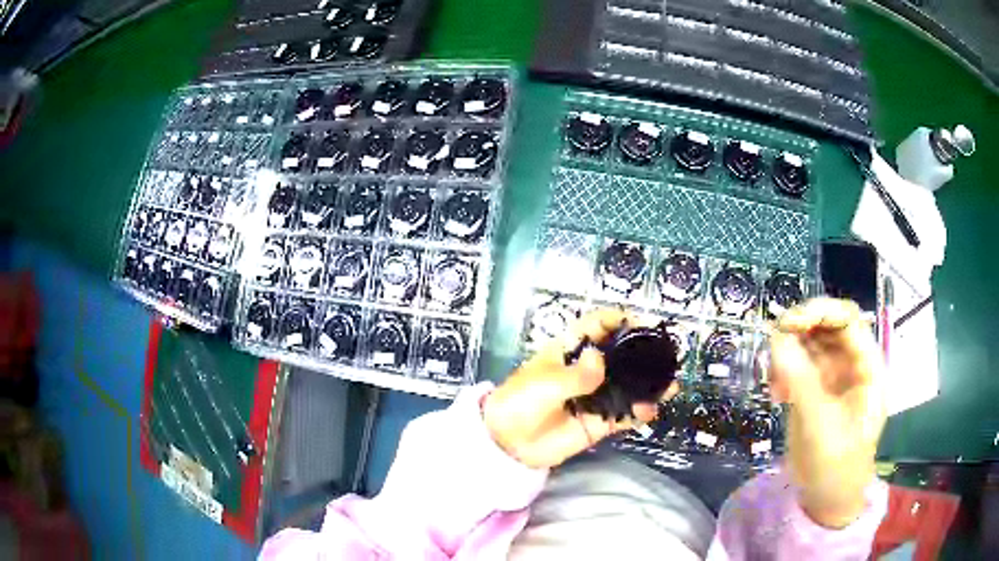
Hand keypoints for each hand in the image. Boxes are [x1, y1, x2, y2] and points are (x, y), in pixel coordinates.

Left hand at [483, 308, 678, 468]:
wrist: (508, 443)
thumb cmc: (520, 403)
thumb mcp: (545, 383)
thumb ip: (576, 374)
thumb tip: (599, 358)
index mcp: (567, 352)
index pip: (594, 327)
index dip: (615, 320)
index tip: (637, 320)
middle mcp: (585, 372)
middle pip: (617, 355)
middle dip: (639, 352)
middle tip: (663, 352)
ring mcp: (593, 398)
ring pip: (626, 386)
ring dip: (646, 384)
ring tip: (669, 383)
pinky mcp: (597, 423)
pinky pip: (622, 416)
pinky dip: (638, 413)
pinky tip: (652, 410)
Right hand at [769, 298, 886, 527]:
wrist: (827, 499)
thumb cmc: (835, 466)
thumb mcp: (819, 426)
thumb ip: (801, 382)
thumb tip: (776, 338)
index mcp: (867, 367)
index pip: (847, 320)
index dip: (819, 312)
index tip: (788, 323)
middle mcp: (852, 363)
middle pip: (827, 325)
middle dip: (800, 329)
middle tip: (772, 345)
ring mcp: (833, 376)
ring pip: (810, 342)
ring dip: (788, 351)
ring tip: (773, 379)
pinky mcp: (816, 389)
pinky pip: (798, 364)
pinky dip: (783, 370)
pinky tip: (775, 393)